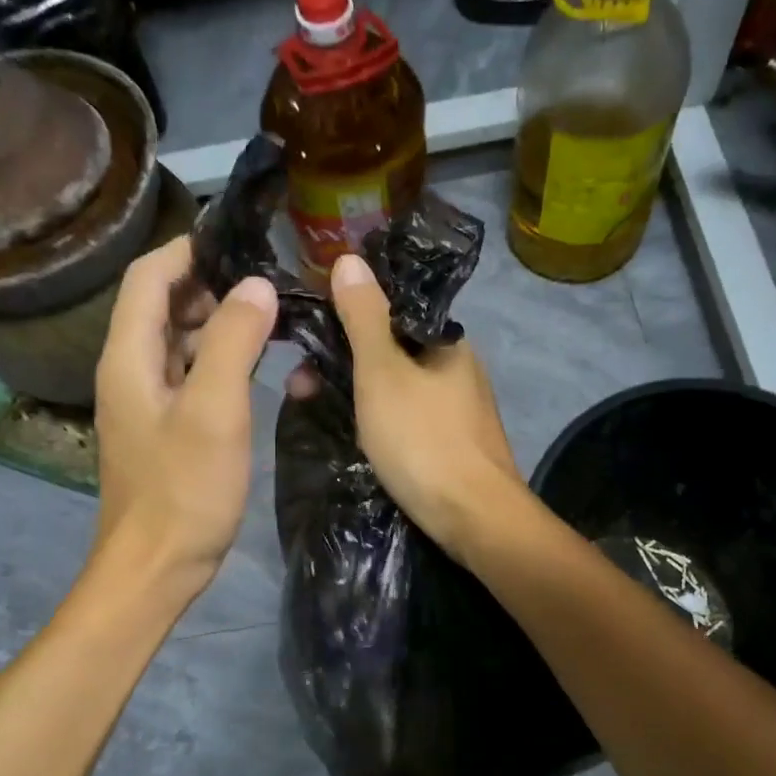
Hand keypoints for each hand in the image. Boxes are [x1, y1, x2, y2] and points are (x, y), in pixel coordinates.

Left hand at [92, 236, 277, 596]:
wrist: (155, 567)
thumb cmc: (184, 490)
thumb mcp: (214, 411)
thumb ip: (234, 343)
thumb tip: (257, 287)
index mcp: (128, 357)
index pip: (149, 277)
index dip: (189, 250)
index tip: (240, 239)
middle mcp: (128, 371)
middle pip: (160, 305)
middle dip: (209, 284)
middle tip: (267, 278)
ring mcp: (144, 402)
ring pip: (176, 342)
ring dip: (215, 321)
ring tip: (268, 314)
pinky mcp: (162, 429)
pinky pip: (186, 375)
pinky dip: (215, 359)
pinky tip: (251, 364)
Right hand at [323, 252, 525, 564]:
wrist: (474, 517)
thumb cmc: (423, 439)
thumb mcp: (383, 373)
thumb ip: (364, 317)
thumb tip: (349, 258)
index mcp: (447, 341)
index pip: (392, 311)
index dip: (346, 317)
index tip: (308, 335)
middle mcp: (458, 370)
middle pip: (391, 351)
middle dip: (343, 362)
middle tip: (300, 384)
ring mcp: (459, 411)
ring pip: (397, 389)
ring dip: (356, 394)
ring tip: (314, 409)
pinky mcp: (454, 446)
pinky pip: (407, 421)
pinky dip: (378, 422)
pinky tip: (355, 437)